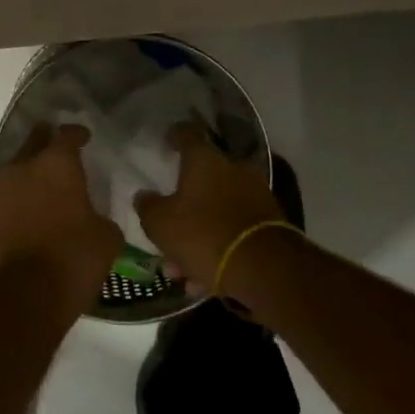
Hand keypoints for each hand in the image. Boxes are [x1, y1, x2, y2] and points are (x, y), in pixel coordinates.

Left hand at [0, 124, 122, 313]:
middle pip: (34, 143)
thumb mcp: (106, 239)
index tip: (85, 136)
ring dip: (28, 174)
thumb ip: (101, 218)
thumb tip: (95, 220)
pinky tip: (26, 214)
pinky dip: (16, 202)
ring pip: (15, 172)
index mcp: (56, 165)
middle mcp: (22, 169)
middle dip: (45, 141)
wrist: (21, 298)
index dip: (77, 134)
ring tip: (42, 186)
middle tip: (57, 147)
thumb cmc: (72, 260)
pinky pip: (4, 200)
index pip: (67, 135)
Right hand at [134, 122, 285, 293]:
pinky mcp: (270, 223)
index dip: (174, 136)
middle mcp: (234, 169)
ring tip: (180, 268)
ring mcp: (255, 194)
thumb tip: (144, 195)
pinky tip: (202, 279)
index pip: (187, 134)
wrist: (264, 269)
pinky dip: (217, 248)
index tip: (167, 142)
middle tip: (168, 225)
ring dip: (199, 233)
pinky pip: (233, 230)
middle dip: (185, 202)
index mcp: (205, 159)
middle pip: (203, 178)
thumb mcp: (160, 223)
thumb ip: (148, 206)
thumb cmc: (203, 234)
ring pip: (217, 210)